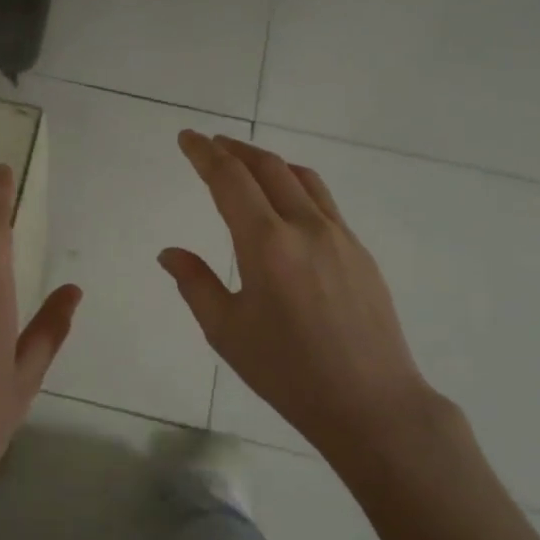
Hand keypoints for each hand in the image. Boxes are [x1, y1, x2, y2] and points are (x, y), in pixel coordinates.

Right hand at [159, 131, 445, 461]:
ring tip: (246, 164)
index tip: (187, 137)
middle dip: (235, 149)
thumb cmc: (288, 372)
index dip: (204, 154)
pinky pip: (323, 201)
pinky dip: (296, 186)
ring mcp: (340, 235)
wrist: (371, 403)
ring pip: (302, 178)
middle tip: (211, 145)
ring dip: (269, 162)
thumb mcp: (227, 331)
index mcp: (266, 244)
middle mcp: (305, 227)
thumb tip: (169, 252)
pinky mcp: (360, 251)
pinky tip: (287, 206)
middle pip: (268, 167)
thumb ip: (195, 284)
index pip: (230, 180)